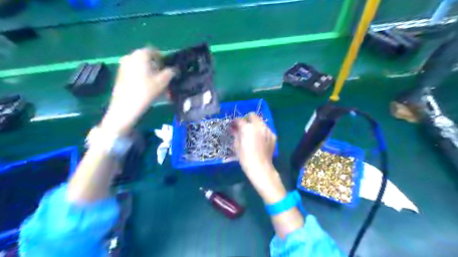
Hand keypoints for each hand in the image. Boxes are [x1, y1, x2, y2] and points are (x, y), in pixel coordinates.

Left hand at [101, 47, 174, 134]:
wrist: (125, 107)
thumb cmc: (146, 91)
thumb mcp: (163, 81)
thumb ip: (171, 72)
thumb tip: (175, 69)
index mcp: (141, 54)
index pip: (155, 51)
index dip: (164, 60)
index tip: (169, 70)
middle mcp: (130, 56)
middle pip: (147, 59)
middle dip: (157, 68)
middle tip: (164, 80)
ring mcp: (123, 66)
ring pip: (141, 67)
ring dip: (150, 74)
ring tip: (156, 87)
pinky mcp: (120, 75)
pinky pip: (135, 73)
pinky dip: (142, 78)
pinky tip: (146, 89)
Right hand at [233, 113, 285, 202]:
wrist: (260, 168)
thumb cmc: (245, 158)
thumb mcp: (237, 146)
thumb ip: (235, 134)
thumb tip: (233, 128)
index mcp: (247, 128)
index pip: (239, 120)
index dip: (235, 121)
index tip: (233, 125)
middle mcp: (259, 126)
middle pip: (252, 116)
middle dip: (247, 119)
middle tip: (243, 127)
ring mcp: (267, 130)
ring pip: (260, 121)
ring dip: (255, 124)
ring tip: (252, 133)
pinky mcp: (273, 135)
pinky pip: (266, 129)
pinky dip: (262, 131)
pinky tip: (260, 139)